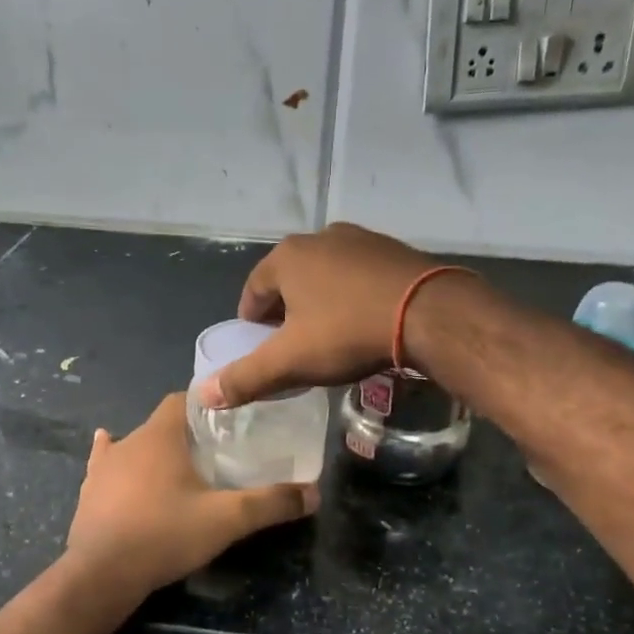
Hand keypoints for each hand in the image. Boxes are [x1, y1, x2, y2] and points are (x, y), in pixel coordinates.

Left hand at [64, 393, 317, 595]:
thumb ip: (271, 503)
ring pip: (134, 446)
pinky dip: (115, 462)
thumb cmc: (165, 534)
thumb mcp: (226, 520)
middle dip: (186, 434)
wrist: (102, 573)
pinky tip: (113, 460)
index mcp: (161, 436)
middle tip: (213, 453)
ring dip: (153, 451)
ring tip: (176, 468)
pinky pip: (104, 465)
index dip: (205, 406)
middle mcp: (129, 441)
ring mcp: (103, 467)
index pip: (182, 400)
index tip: (228, 422)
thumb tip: (314, 493)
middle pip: (162, 425)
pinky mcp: (89, 491)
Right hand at [193, 223, 438, 408]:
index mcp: (286, 257)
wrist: (429, 313)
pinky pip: (359, 276)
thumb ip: (245, 378)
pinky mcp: (393, 250)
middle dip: (286, 313)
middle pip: (289, 281)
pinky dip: (352, 296)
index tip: (262, 349)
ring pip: (325, 276)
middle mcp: (319, 237)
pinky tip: (365, 322)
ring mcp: (360, 239)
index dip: (252, 324)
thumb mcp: (291, 361)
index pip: (253, 292)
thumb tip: (203, 395)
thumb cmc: (348, 332)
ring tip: (331, 336)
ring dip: (320, 303)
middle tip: (295, 347)